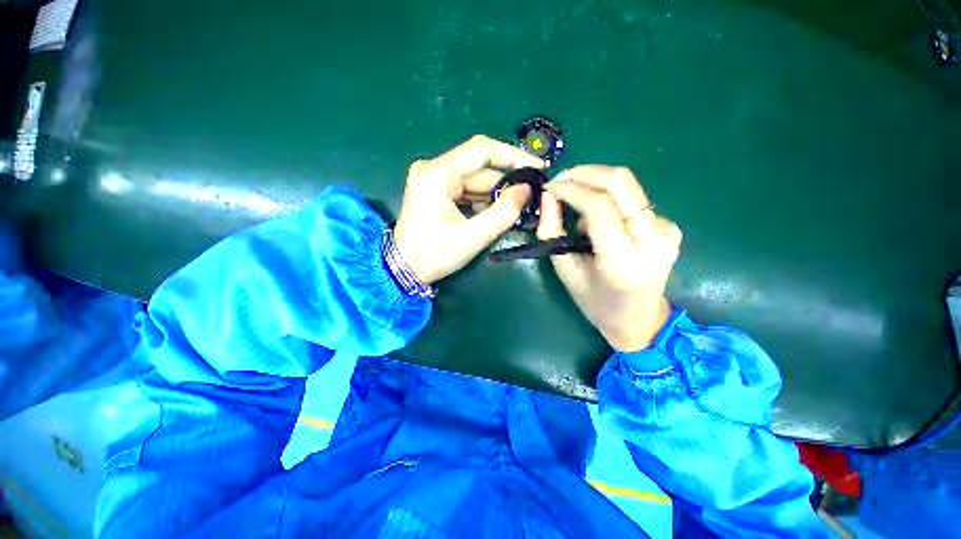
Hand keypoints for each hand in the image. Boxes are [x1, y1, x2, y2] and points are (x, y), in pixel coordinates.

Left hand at [394, 135, 544, 284]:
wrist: (405, 269)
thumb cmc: (434, 255)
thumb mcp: (473, 237)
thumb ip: (503, 212)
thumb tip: (527, 189)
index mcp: (436, 174)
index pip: (481, 150)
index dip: (512, 156)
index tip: (537, 167)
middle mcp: (433, 169)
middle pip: (479, 167)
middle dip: (506, 181)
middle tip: (531, 194)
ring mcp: (434, 178)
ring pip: (476, 179)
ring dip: (496, 193)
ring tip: (517, 207)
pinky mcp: (437, 189)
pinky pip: (468, 188)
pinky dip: (484, 199)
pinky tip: (496, 212)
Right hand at [537, 166, 681, 351]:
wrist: (640, 319)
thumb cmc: (596, 302)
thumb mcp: (565, 271)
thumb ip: (552, 232)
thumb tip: (548, 196)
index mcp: (623, 259)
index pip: (599, 205)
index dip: (571, 189)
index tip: (549, 187)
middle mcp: (653, 239)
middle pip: (621, 182)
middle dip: (585, 172)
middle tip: (561, 180)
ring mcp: (666, 229)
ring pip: (627, 186)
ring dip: (595, 185)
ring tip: (575, 205)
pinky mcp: (669, 225)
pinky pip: (631, 199)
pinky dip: (608, 200)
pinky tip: (597, 220)